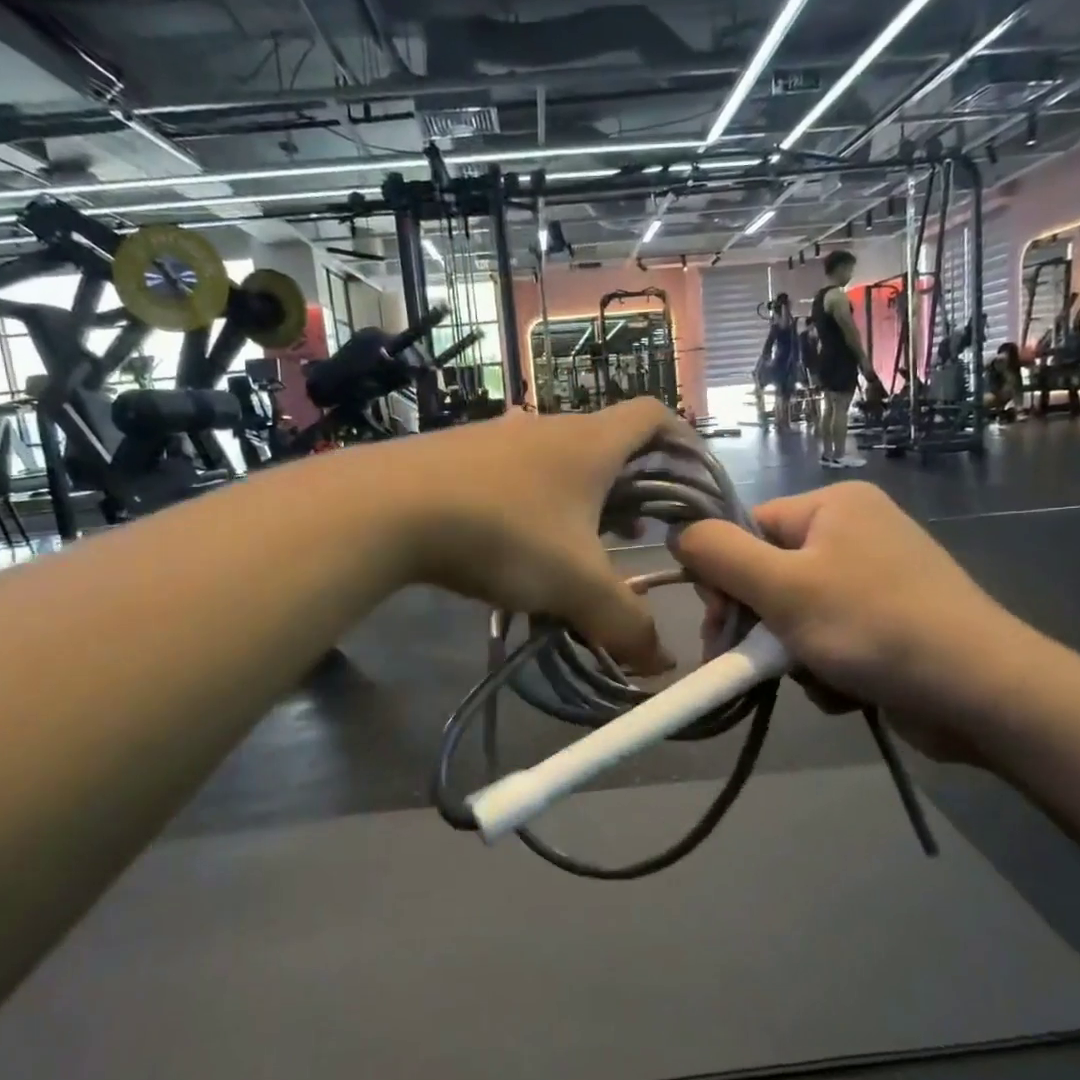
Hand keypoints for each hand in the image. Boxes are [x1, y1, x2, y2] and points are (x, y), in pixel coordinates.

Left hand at [392, 400, 688, 673]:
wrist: (386, 508)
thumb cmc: (503, 532)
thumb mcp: (575, 585)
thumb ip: (625, 625)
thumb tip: (661, 664)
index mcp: (590, 442)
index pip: (654, 415)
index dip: (684, 442)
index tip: (693, 481)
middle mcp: (548, 427)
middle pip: (609, 441)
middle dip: (634, 485)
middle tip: (642, 530)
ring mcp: (498, 437)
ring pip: (559, 460)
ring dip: (583, 497)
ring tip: (586, 543)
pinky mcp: (458, 456)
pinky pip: (516, 473)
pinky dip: (536, 502)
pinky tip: (520, 544)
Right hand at [672, 483, 1034, 762]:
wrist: (981, 692)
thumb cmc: (872, 625)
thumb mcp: (782, 587)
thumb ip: (719, 555)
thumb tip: (677, 532)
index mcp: (833, 506)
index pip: (749, 529)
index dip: (725, 578)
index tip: (719, 625)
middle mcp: (856, 532)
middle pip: (772, 576)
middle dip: (762, 626)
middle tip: (756, 664)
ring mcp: (878, 579)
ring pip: (799, 616)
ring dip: (795, 655)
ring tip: (822, 679)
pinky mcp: (892, 622)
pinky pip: (832, 639)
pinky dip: (828, 667)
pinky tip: (849, 689)